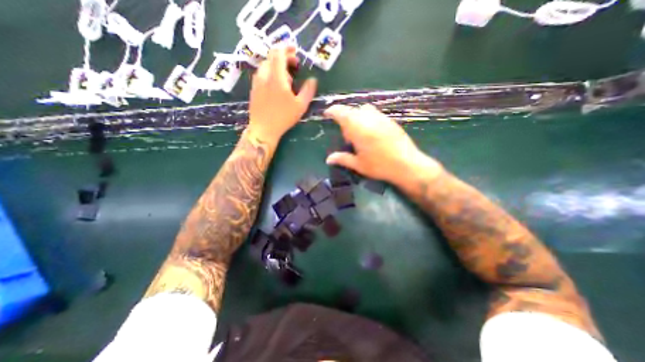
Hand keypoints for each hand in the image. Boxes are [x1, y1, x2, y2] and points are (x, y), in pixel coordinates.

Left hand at [247, 45, 316, 143]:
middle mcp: (264, 75)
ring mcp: (257, 82)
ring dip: (277, 67)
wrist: (263, 129)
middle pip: (272, 57)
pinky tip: (276, 87)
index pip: (278, 53)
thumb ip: (308, 90)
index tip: (295, 52)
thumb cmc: (283, 118)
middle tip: (294, 67)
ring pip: (266, 66)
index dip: (287, 48)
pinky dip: (270, 74)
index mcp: (276, 77)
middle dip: (284, 58)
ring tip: (287, 80)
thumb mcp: (300, 106)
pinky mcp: (253, 89)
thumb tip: (313, 80)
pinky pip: (262, 75)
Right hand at [325, 105, 440, 182]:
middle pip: (352, 110)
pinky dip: (368, 117)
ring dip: (357, 115)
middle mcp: (369, 119)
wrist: (407, 165)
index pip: (341, 113)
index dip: (333, 111)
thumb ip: (342, 159)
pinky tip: (371, 132)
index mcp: (358, 128)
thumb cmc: (380, 166)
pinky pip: (375, 113)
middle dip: (345, 117)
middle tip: (346, 134)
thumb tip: (328, 159)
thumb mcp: (358, 165)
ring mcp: (381, 118)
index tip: (327, 114)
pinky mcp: (390, 121)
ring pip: (364, 109)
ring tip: (358, 131)